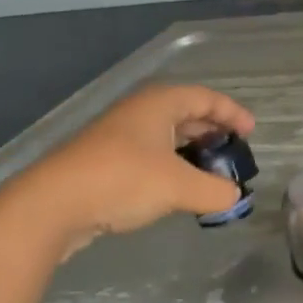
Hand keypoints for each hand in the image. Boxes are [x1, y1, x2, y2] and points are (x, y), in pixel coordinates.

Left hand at [0, 83, 255, 258]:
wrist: (51, 204)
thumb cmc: (123, 180)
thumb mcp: (180, 187)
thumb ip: (215, 191)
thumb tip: (234, 196)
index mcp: (161, 103)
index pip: (207, 98)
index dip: (233, 113)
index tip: (251, 133)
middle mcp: (140, 111)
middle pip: (187, 113)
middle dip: (213, 131)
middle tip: (232, 153)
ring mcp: (119, 135)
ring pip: (166, 136)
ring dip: (192, 152)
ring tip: (210, 173)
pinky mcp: (105, 160)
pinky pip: (150, 155)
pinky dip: (171, 166)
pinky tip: (176, 190)